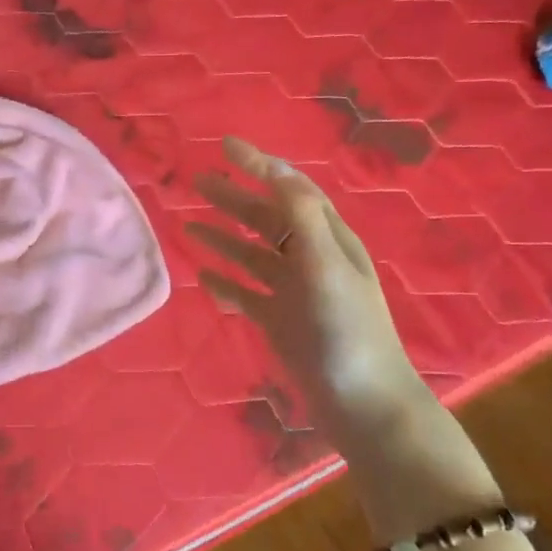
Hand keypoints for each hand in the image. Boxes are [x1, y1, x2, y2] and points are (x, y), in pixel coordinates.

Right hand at [186, 138, 428, 438]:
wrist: (362, 404)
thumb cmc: (346, 331)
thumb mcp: (327, 266)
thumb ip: (303, 217)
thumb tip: (277, 171)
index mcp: (328, 239)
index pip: (290, 189)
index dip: (260, 165)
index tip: (225, 146)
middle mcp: (310, 259)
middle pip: (266, 219)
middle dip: (234, 198)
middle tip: (197, 182)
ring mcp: (294, 292)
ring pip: (252, 255)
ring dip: (223, 238)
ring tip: (188, 226)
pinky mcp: (280, 322)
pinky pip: (245, 294)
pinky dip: (225, 284)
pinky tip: (203, 280)